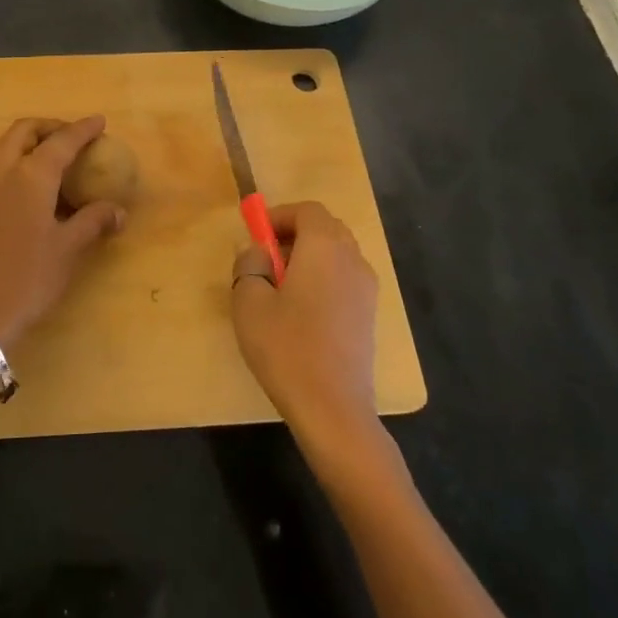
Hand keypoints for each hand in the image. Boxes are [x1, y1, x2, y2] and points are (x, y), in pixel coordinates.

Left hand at [0, 116, 126, 348]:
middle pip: (25, 131)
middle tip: (72, 137)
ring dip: (28, 140)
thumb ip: (93, 221)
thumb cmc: (29, 277)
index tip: (99, 122)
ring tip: (51, 155)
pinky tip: (27, 181)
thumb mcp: (68, 248)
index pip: (61, 141)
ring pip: (4, 144)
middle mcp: (1, 169)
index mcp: (30, 175)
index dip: (82, 129)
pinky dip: (13, 157)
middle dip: (50, 127)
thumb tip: (119, 211)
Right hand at [231, 201, 378, 441]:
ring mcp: (366, 288)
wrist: (333, 407)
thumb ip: (249, 264)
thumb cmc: (285, 346)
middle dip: (294, 234)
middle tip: (265, 260)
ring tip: (280, 289)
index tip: (256, 237)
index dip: (279, 216)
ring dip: (309, 258)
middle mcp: (352, 259)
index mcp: (325, 247)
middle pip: (326, 228)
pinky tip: (302, 313)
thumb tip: (256, 249)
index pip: (307, 210)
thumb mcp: (249, 301)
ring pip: (337, 254)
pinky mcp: (369, 315)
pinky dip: (323, 280)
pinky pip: (344, 279)